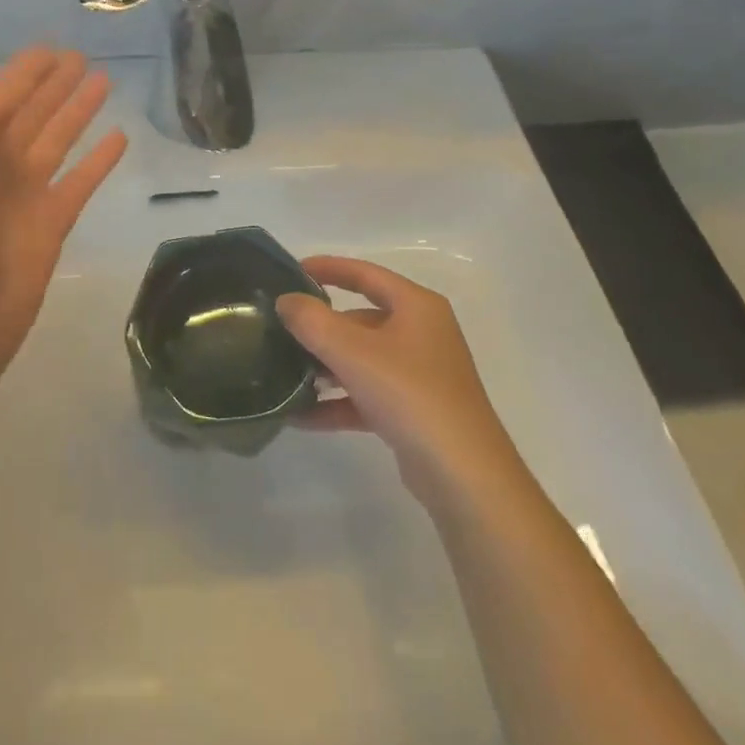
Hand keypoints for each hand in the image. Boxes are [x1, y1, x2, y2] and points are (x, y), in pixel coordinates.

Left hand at [0, 48, 127, 406]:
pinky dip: (98, 161)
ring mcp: (22, 198)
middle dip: (53, 86)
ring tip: (105, 82)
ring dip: (78, 113)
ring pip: (57, 142)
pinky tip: (119, 138)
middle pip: (29, 115)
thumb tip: (24, 76)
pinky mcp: (50, 227)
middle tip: (83, 57)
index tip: (53, 48)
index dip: (24, 73)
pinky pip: (79, 182)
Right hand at [277, 257, 522, 505]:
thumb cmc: (410, 394)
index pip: (366, 274)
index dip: (329, 268)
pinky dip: (337, 401)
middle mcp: (421, 333)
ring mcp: (419, 374)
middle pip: (361, 319)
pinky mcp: (413, 411)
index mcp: (416, 306)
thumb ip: (313, 322)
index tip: (292, 271)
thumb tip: (286, 300)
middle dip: (321, 327)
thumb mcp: (354, 352)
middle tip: (280, 331)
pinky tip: (300, 415)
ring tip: (283, 374)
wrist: (464, 475)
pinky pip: (367, 395)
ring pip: (362, 359)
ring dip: (325, 366)